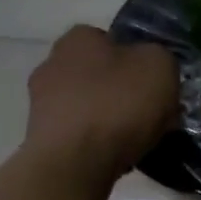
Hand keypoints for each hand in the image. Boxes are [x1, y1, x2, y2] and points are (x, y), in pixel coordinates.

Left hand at [25, 26, 178, 182]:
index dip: (137, 62)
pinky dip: (96, 144)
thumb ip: (159, 58)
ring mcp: (41, 103)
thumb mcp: (160, 66)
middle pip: (98, 75)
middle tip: (149, 115)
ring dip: (108, 120)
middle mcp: (52, 63)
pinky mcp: (40, 138)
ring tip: (136, 141)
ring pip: (88, 107)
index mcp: (78, 38)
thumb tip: (152, 69)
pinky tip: (114, 158)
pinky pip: (78, 135)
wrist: (75, 162)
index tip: (154, 86)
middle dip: (121, 92)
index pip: (111, 41)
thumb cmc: (118, 104)